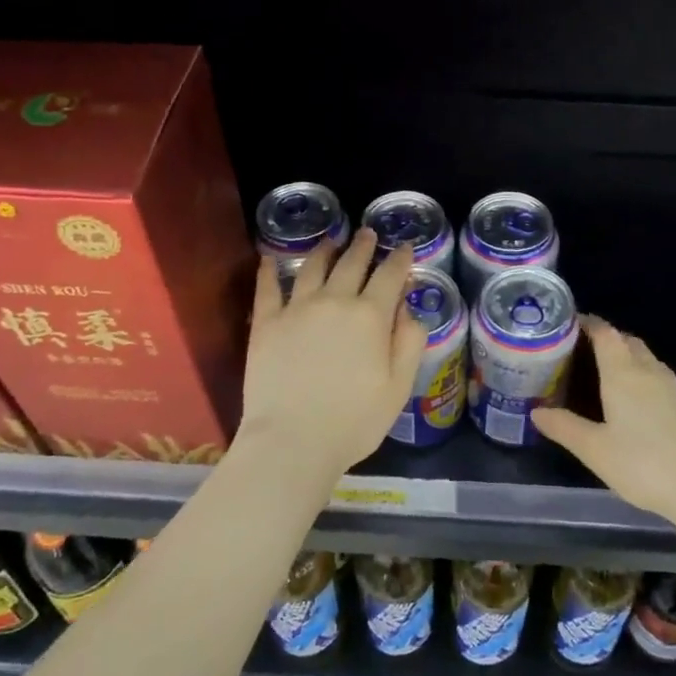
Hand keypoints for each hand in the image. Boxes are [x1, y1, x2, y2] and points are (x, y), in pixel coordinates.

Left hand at [237, 228, 426, 483]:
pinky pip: (267, 289)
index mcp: (371, 315)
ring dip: (325, 250)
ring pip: (312, 267)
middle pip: (352, 263)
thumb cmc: (354, 421)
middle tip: (368, 234)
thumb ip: (409, 343)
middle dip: (364, 246)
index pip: (390, 275)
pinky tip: (269, 259)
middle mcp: (334, 301)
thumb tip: (409, 309)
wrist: (293, 441)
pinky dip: (269, 271)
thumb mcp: (398, 387)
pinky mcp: (266, 324)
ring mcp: (296, 309)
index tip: (405, 247)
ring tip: (331, 240)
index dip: (400, 258)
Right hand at [532, 317, 675, 519]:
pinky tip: (637, 403)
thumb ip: (565, 427)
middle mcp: (650, 371)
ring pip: (646, 359)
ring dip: (627, 357)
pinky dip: (643, 377)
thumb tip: (536, 411)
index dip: (588, 323)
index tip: (569, 324)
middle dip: (607, 339)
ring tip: (606, 374)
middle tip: (583, 351)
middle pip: (627, 341)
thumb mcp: (595, 450)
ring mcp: (675, 388)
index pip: (605, 333)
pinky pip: (660, 378)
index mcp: (623, 373)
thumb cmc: (645, 464)